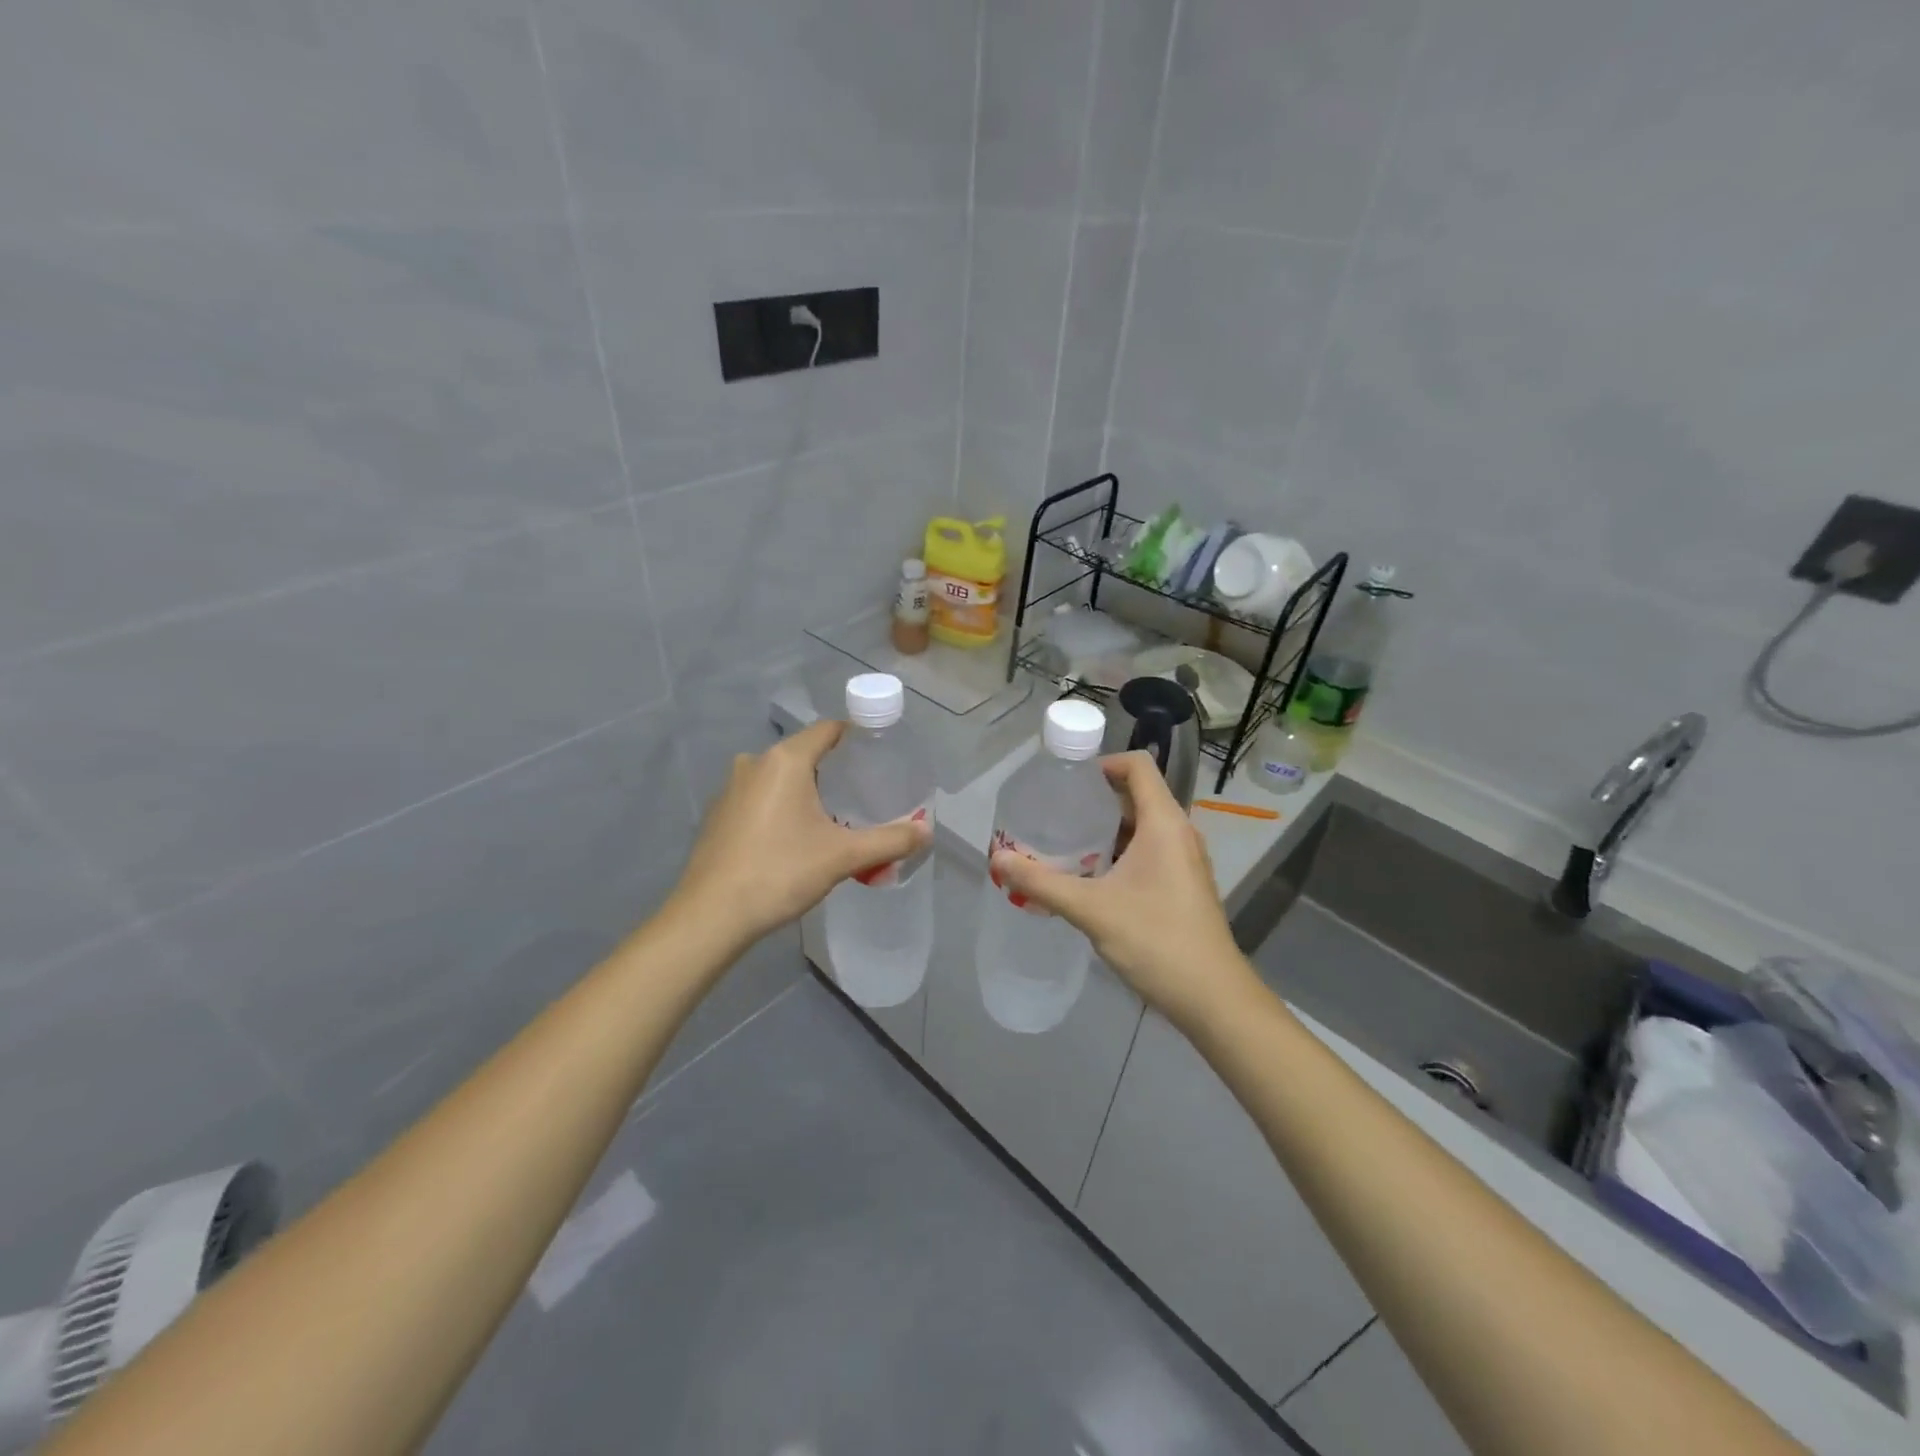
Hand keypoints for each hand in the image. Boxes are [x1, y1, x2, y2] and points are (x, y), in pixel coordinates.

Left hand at [673, 721, 930, 948]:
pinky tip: (794, 839)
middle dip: (836, 771)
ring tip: (834, 819)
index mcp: (785, 760)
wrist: (711, 916)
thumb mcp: (843, 856)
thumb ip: (889, 840)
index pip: (828, 730)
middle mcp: (755, 763)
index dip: (857, 738)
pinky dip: (782, 808)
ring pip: (781, 778)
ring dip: (807, 792)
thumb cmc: (780, 872)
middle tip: (864, 796)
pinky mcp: (719, 815)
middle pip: (805, 754)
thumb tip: (928, 831)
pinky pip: (760, 798)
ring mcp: (731, 789)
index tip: (880, 757)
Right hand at [989, 752, 1256, 1031]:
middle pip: (1137, 794)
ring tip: (1065, 843)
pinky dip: (1119, 852)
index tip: (1066, 781)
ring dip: (1106, 828)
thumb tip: (998, 859)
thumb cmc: (1155, 940)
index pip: (1137, 765)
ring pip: (1142, 826)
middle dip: (1095, 798)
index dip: (1102, 763)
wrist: (1213, 998)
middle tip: (1055, 812)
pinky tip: (1091, 877)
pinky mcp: (1184, 884)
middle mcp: (1179, 833)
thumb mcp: (1091, 909)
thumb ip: (1041, 882)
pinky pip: (1149, 851)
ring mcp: (1185, 860)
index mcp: (1164, 823)